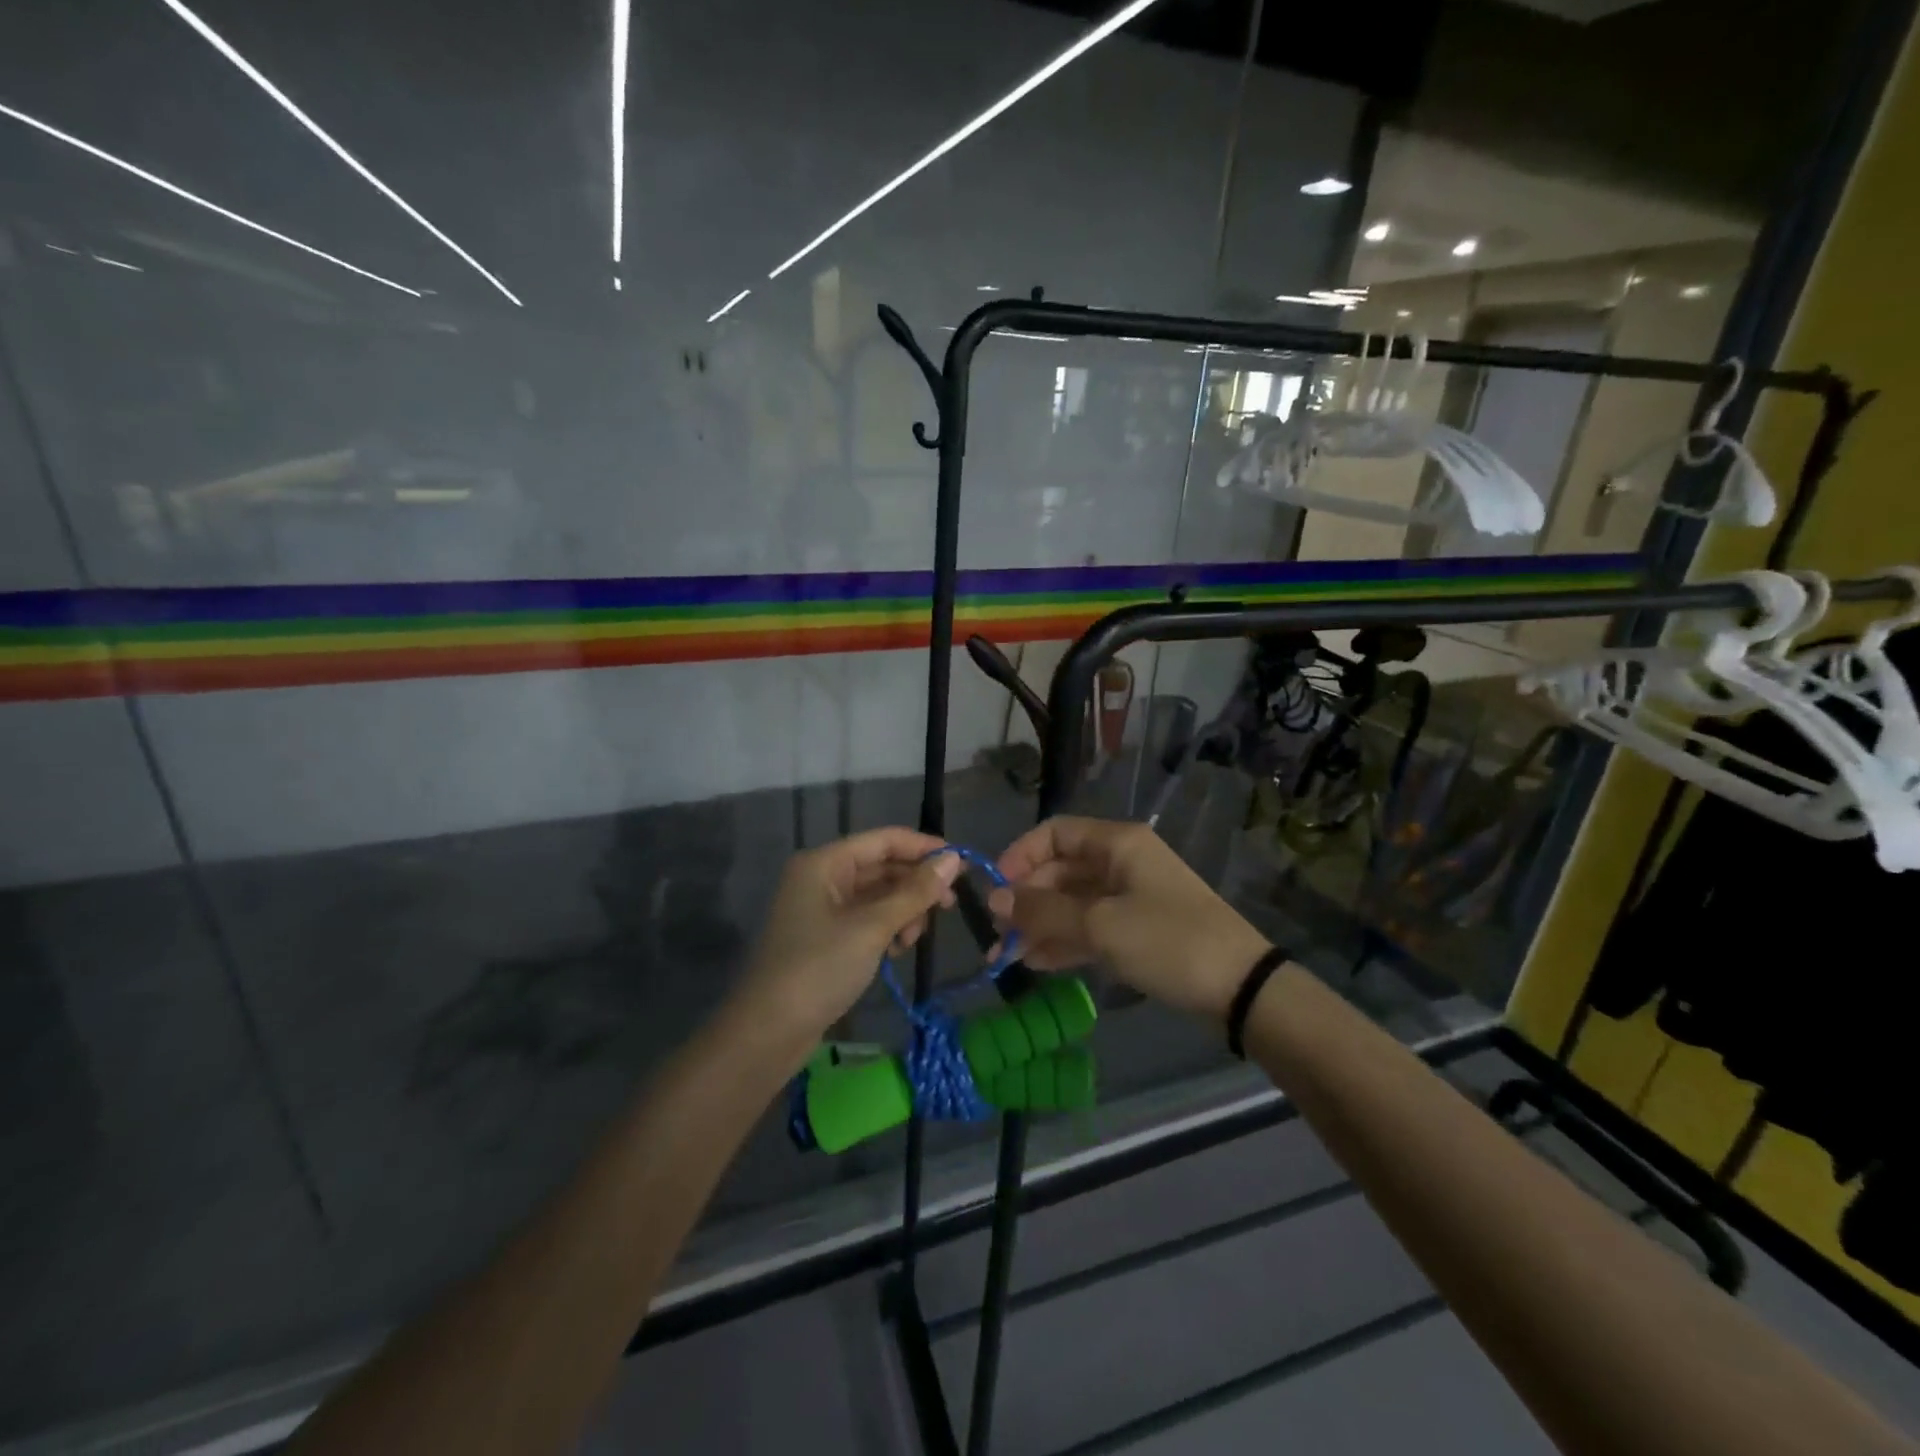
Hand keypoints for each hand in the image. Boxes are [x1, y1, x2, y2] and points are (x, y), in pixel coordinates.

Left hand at [734, 828, 963, 1040]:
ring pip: (877, 895)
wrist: (767, 1032)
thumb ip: (915, 891)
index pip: (884, 840)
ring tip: (914, 938)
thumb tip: (954, 858)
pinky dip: (887, 928)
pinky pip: (866, 918)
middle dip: (915, 885)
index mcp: (825, 863)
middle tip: (950, 906)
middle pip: (881, 866)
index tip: (963, 863)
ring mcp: (821, 908)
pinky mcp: (825, 937)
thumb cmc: (819, 969)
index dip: (924, 847)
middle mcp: (821, 877)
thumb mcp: (872, 927)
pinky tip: (898, 949)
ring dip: (903, 910)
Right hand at [988, 817, 1269, 1020]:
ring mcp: (1130, 897)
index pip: (1054, 833)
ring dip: (1040, 925)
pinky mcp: (1138, 930)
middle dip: (1026, 900)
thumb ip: (1043, 912)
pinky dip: (1064, 941)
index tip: (995, 890)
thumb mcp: (1100, 926)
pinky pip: (1090, 927)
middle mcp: (1121, 862)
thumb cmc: (1168, 941)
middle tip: (997, 936)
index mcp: (1116, 844)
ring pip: (1072, 902)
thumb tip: (993, 901)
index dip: (1020, 856)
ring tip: (1007, 957)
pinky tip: (1036, 963)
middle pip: (1060, 870)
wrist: (1241, 988)